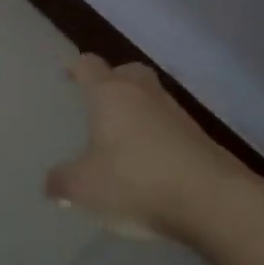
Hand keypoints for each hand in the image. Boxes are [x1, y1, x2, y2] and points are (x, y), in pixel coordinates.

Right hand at [46, 55, 248, 236]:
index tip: (67, 76)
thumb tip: (51, 183)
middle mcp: (143, 92)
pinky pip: (170, 125)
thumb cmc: (136, 181)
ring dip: (138, 110)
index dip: (76, 68)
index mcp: (110, 93)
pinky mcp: (200, 137)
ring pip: (151, 98)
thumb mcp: (85, 188)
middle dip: (112, 81)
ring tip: (123, 136)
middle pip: (126, 72)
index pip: (88, 65)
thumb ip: (63, 182)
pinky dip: (158, 135)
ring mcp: (176, 112)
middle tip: (99, 102)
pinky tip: (150, 161)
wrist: (212, 199)